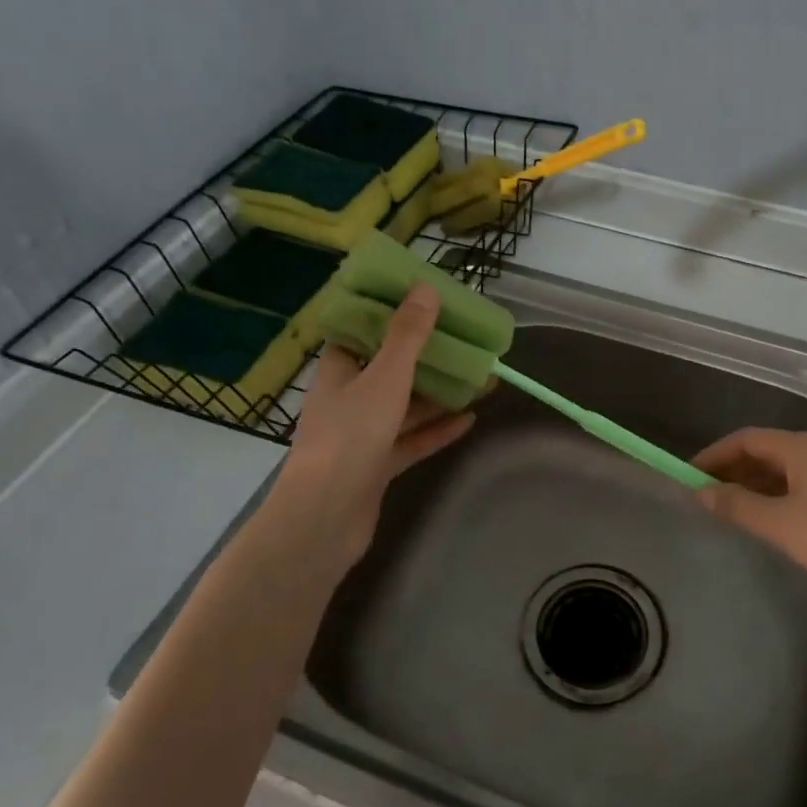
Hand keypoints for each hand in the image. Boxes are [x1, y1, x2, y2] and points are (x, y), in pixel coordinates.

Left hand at [273, 285, 475, 568]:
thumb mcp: (385, 377)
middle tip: (465, 344)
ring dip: (440, 395)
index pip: (361, 334)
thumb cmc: (351, 435)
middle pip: (390, 370)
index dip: (390, 317)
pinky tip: (470, 419)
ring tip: (481, 380)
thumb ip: (407, 336)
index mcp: (338, 371)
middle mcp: (347, 399)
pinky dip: (437, 430)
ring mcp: (361, 436)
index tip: (423, 305)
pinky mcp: (376, 467)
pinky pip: (411, 441)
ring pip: (405, 407)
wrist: (325, 517)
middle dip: (428, 358)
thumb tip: (425, 289)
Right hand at [692, 428, 806, 615]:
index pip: (746, 439)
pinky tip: (770, 519)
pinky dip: (777, 495)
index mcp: (802, 447)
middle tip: (706, 495)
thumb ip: (737, 505)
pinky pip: (802, 484)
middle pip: (766, 451)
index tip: (690, 475)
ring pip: (784, 470)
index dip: (715, 454)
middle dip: (733, 470)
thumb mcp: (780, 524)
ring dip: (754, 484)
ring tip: (731, 509)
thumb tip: (701, 491)